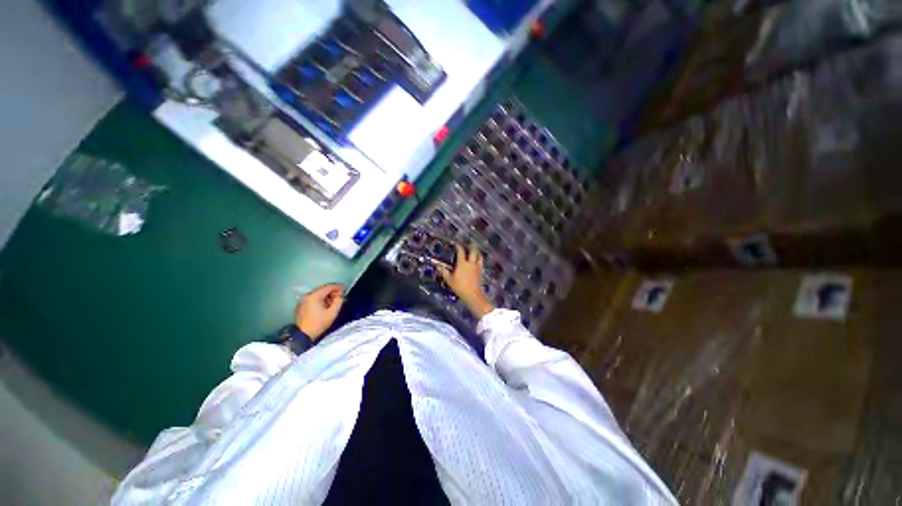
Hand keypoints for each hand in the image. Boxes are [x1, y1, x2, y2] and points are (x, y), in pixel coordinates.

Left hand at [295, 284, 344, 339]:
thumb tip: (340, 295)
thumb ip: (338, 301)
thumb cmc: (319, 323)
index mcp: (314, 296)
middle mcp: (307, 295)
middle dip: (332, 291)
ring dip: (326, 295)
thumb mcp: (332, 313)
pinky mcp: (301, 305)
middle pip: (322, 289)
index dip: (338, 287)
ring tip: (333, 301)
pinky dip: (320, 299)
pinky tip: (324, 305)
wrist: (303, 334)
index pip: (328, 287)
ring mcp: (303, 300)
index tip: (344, 290)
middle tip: (339, 296)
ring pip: (318, 293)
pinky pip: (313, 298)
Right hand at [437, 244, 495, 319]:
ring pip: (479, 256)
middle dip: (471, 246)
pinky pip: (481, 262)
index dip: (458, 246)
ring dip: (477, 252)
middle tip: (470, 242)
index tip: (457, 243)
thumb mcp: (449, 280)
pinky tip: (478, 260)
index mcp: (462, 264)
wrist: (473, 294)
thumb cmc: (460, 287)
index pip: (460, 252)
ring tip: (476, 250)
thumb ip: (444, 272)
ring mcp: (477, 267)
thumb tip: (438, 266)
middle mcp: (471, 263)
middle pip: (473, 251)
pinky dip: (480, 259)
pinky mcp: (481, 272)